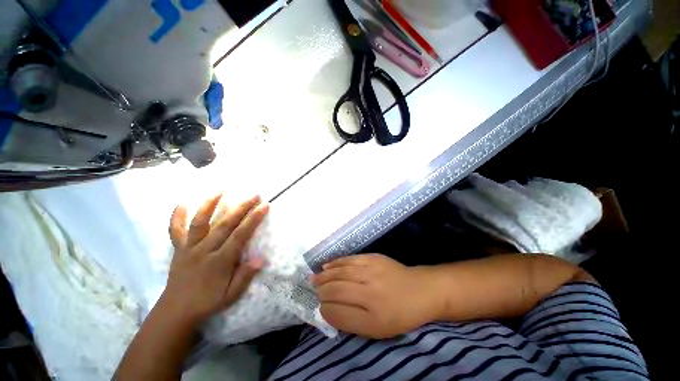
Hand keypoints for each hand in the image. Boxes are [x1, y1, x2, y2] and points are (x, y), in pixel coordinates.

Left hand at [160, 193, 268, 327]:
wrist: (176, 311)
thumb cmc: (208, 302)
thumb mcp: (231, 295)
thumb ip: (245, 276)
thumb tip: (261, 259)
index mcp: (220, 261)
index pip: (240, 235)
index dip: (254, 219)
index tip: (264, 206)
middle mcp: (204, 250)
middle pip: (225, 224)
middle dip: (242, 208)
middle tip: (254, 195)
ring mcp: (189, 248)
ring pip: (200, 222)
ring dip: (210, 204)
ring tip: (221, 190)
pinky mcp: (178, 249)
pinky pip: (175, 230)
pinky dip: (177, 216)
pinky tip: (182, 203)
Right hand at [312, 254, 441, 338]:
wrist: (420, 290)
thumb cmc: (399, 314)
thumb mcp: (378, 329)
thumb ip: (351, 322)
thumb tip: (328, 310)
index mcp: (374, 318)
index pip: (339, 313)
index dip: (325, 310)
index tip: (319, 307)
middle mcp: (371, 292)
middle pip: (337, 290)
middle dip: (321, 291)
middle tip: (313, 290)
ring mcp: (373, 271)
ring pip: (341, 273)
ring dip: (325, 276)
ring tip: (314, 278)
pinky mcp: (374, 258)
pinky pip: (350, 260)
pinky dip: (336, 263)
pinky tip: (327, 266)